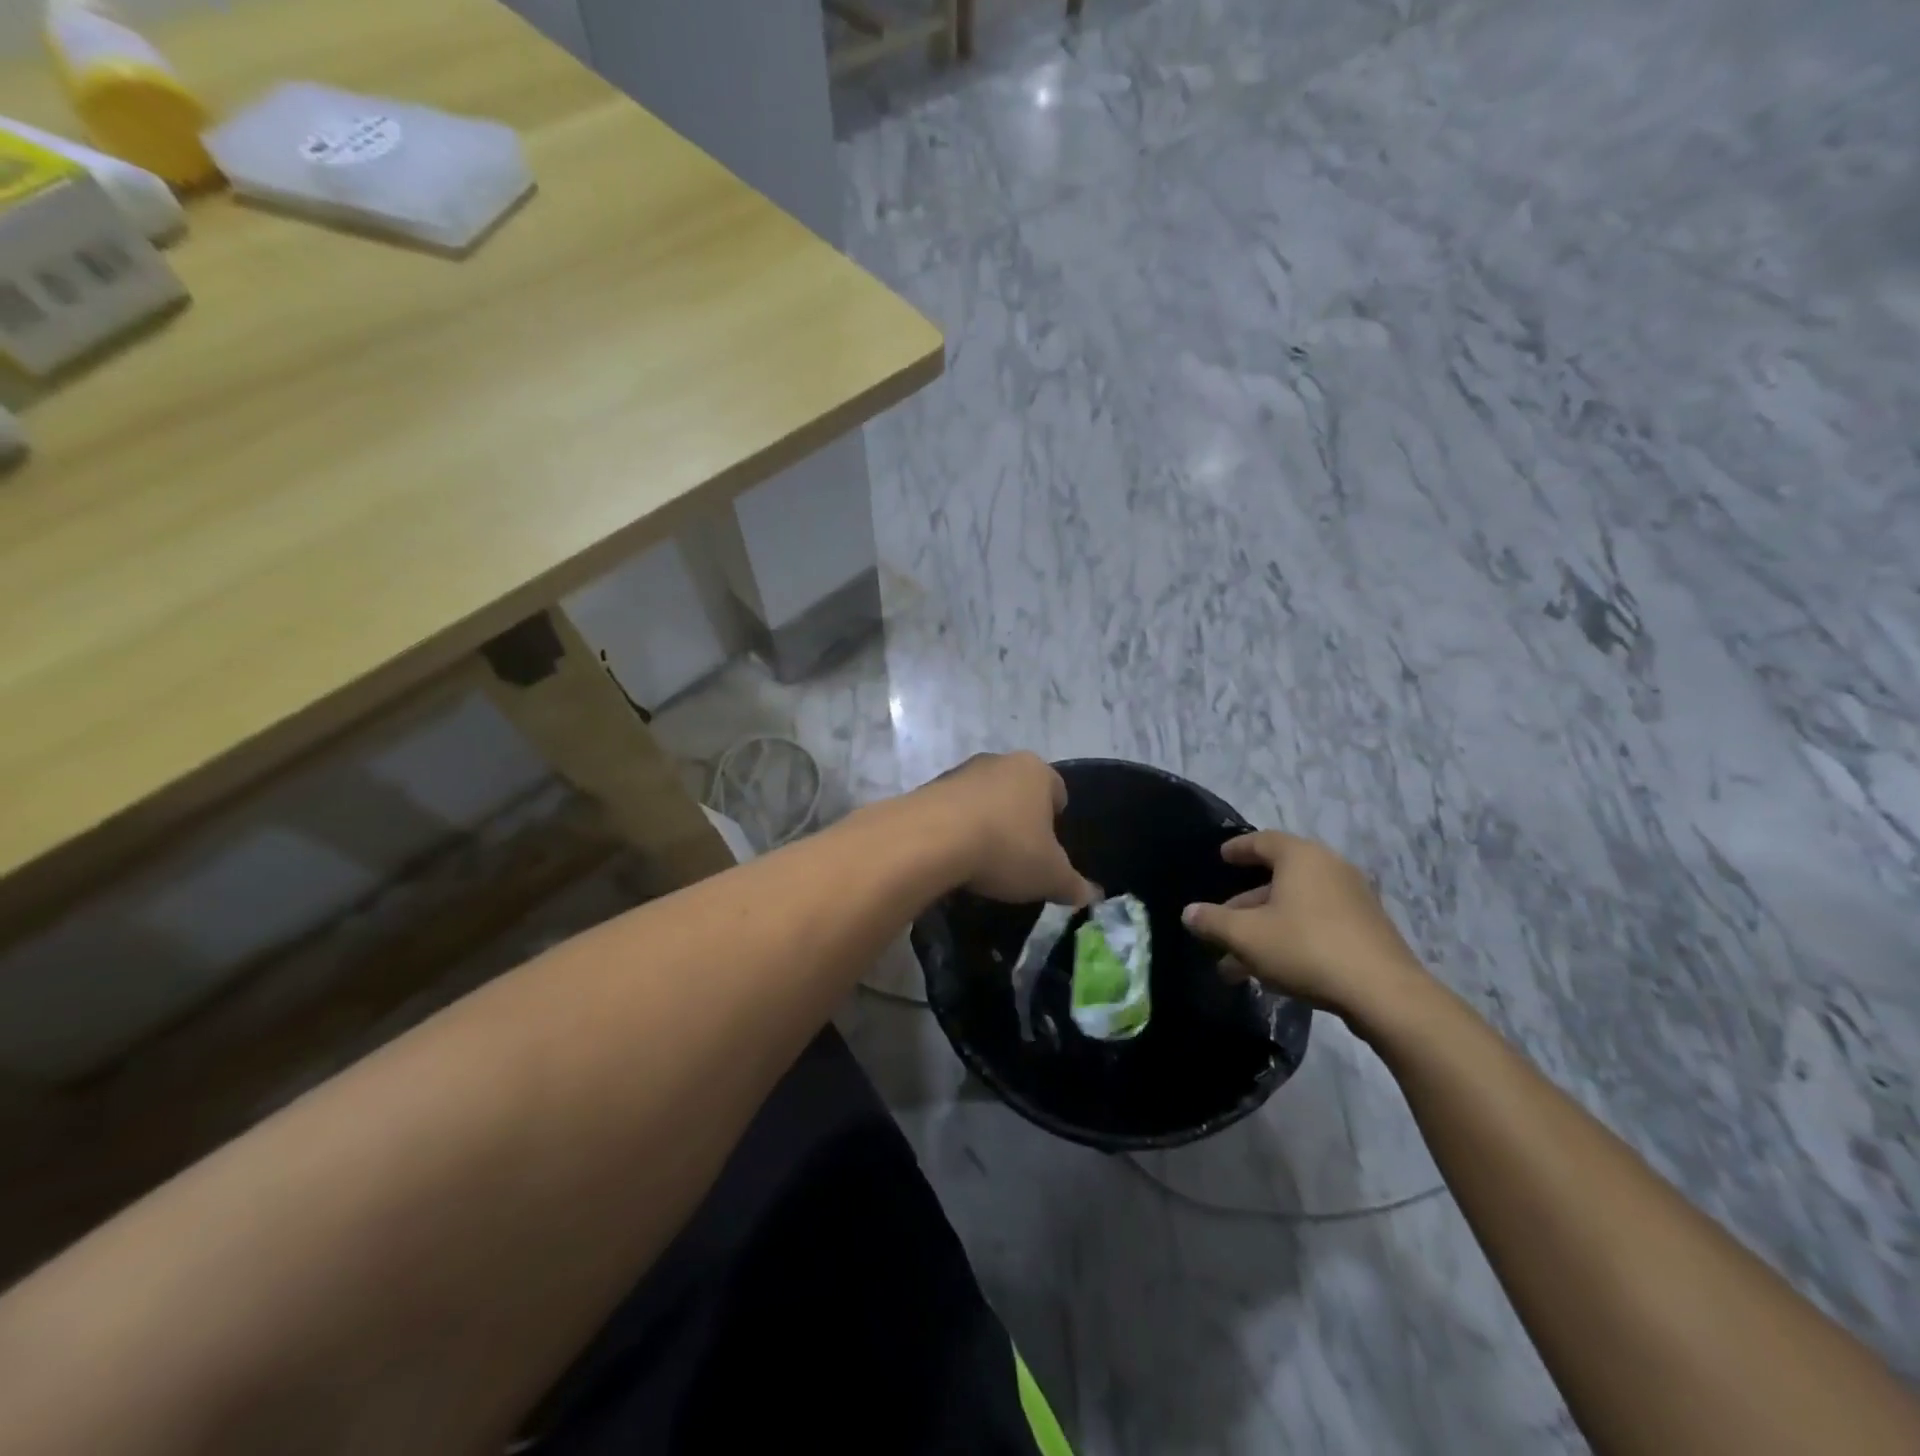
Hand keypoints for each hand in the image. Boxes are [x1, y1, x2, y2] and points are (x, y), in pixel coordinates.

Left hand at [914, 753, 1098, 907]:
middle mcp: (999, 762)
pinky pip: (952, 809)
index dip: (1057, 815)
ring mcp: (960, 772)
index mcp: (1036, 771)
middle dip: (1020, 816)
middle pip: (1017, 789)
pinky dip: (956, 828)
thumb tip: (1092, 895)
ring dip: (986, 820)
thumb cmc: (1006, 848)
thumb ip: (1073, 884)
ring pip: (983, 796)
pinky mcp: (928, 788)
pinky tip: (954, 856)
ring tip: (984, 857)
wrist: (931, 839)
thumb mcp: (1049, 875)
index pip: (1057, 788)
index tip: (1051, 841)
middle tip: (1020, 850)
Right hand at [1181, 832, 1427, 1016]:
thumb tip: (1189, 912)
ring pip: (1295, 908)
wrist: (1384, 993)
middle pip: (1277, 880)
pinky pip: (1317, 925)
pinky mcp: (1367, 931)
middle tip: (1220, 925)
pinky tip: (1273, 971)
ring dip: (1264, 930)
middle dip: (1244, 906)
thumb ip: (1212, 921)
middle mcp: (1330, 868)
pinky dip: (1291, 938)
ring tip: (1236, 964)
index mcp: (1301, 857)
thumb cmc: (1306, 948)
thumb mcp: (1246, 936)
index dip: (1238, 849)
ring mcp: (1353, 900)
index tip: (1222, 857)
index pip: (1262, 841)